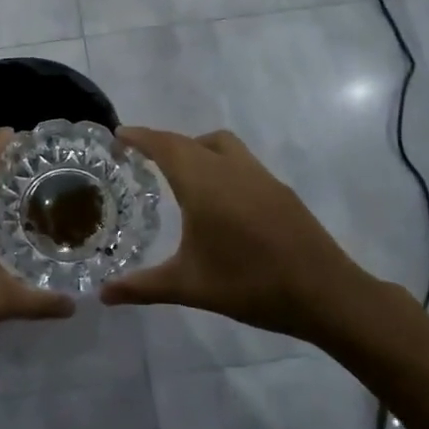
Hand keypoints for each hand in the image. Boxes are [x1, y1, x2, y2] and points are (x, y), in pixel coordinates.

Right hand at [101, 127, 374, 339]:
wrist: (325, 293)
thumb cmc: (250, 285)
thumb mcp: (189, 287)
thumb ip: (142, 287)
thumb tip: (103, 295)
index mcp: (204, 184)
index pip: (166, 146)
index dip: (140, 137)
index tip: (119, 134)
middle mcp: (231, 169)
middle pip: (190, 142)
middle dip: (162, 142)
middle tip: (139, 155)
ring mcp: (260, 176)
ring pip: (221, 145)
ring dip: (195, 147)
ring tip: (178, 172)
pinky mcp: (279, 190)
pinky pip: (240, 161)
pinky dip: (218, 162)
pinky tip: (218, 198)